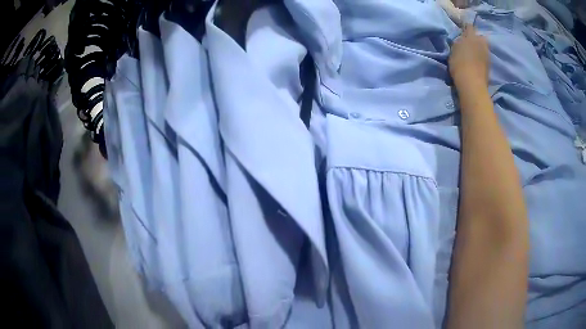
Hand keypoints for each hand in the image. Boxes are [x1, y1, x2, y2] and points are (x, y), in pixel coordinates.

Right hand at [449, 25, 489, 88]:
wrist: (471, 84)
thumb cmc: (460, 63)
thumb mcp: (454, 48)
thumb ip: (459, 40)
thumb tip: (462, 37)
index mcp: (472, 35)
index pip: (469, 26)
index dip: (465, 27)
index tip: (461, 30)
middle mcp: (482, 42)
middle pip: (479, 36)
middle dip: (475, 38)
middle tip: (468, 42)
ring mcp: (487, 54)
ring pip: (482, 46)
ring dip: (478, 48)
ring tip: (471, 53)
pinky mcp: (489, 65)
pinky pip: (484, 55)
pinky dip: (480, 56)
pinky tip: (475, 61)